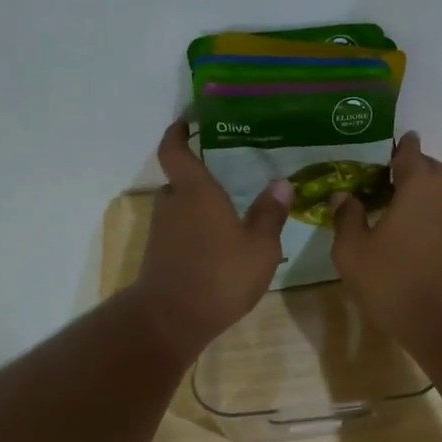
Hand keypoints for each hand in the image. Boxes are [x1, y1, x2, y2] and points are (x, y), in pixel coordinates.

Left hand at [130, 120, 291, 355]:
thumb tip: (282, 184)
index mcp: (196, 191)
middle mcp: (173, 204)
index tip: (187, 122)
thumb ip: (270, 214)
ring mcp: (162, 232)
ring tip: (231, 217)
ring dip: (200, 210)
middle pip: (181, 182)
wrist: (172, 319)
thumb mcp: (260, 247)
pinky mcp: (160, 257)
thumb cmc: (220, 275)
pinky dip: (197, 234)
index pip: (175, 150)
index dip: (177, 133)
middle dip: (200, 180)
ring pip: (181, 210)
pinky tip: (220, 250)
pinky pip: (180, 234)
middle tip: (228, 180)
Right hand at [330, 132, 441, 340]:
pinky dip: (428, 207)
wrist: (439, 319)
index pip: (409, 151)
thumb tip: (343, 196)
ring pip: (439, 188)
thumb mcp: (352, 250)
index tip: (381, 146)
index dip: (396, 146)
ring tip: (392, 200)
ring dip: (419, 188)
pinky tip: (406, 224)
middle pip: (428, 167)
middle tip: (379, 176)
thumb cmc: (392, 279)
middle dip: (408, 166)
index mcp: (419, 185)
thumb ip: (346, 217)